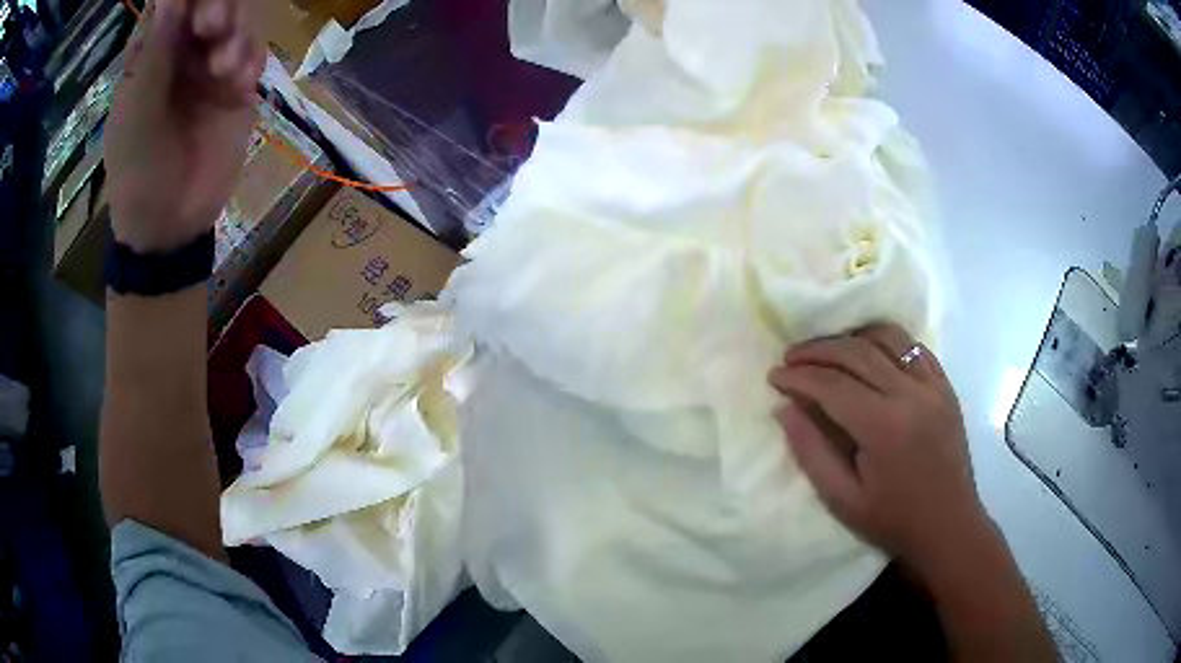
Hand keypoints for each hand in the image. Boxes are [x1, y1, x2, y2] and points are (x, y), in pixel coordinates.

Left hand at [105, 0, 263, 253]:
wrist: (169, 227)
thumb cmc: (137, 176)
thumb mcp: (134, 117)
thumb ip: (152, 57)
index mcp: (149, 52)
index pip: (170, 1)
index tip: (192, 3)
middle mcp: (182, 48)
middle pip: (209, 0)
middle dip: (217, 3)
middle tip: (213, 26)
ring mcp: (211, 65)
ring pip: (238, 18)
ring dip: (236, 33)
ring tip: (224, 68)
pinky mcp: (237, 86)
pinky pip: (254, 53)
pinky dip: (250, 61)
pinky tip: (238, 86)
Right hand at [768, 324, 989, 576]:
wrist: (948, 525)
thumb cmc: (893, 520)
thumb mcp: (842, 499)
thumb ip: (811, 451)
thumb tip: (783, 408)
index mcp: (883, 427)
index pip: (832, 384)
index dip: (798, 376)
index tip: (774, 376)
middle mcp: (910, 394)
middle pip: (857, 351)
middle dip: (818, 350)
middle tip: (791, 357)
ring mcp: (933, 386)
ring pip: (887, 337)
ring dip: (851, 336)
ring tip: (828, 349)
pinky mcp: (945, 386)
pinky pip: (914, 347)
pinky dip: (886, 341)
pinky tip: (869, 351)